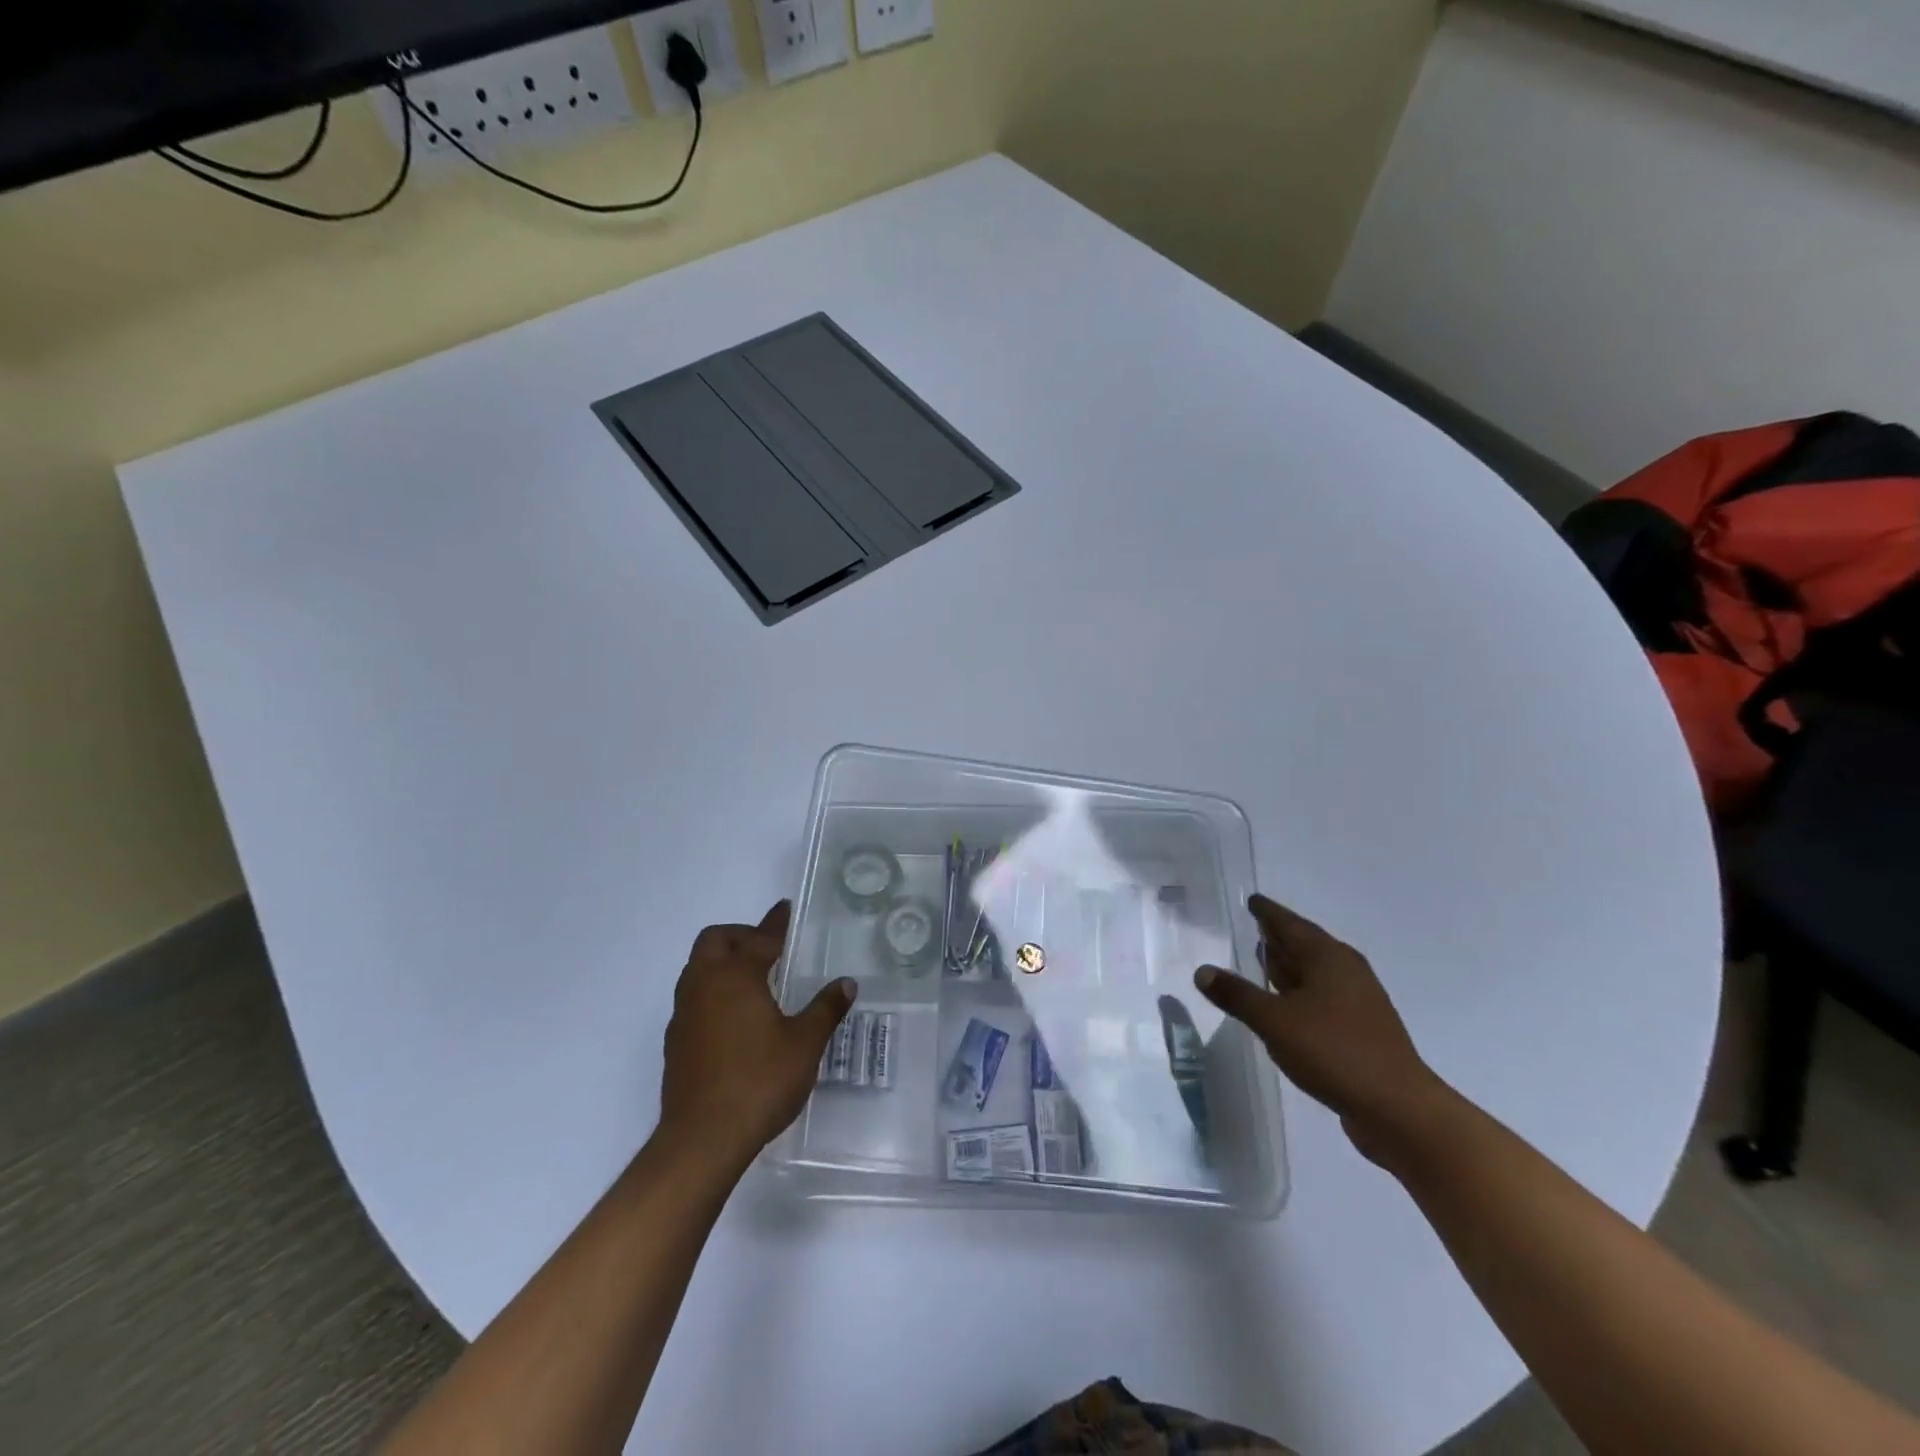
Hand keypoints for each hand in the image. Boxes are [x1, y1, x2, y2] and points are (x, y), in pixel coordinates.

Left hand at [658, 902, 857, 1167]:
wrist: (702, 1140)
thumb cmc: (759, 1081)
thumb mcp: (805, 1044)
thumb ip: (825, 1009)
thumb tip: (846, 983)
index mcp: (735, 976)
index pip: (758, 938)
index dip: (775, 923)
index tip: (785, 909)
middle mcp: (704, 985)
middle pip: (715, 941)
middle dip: (741, 936)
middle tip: (768, 949)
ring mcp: (684, 1014)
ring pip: (698, 969)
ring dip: (723, 963)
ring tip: (754, 980)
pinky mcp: (676, 1042)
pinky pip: (693, 998)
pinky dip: (713, 992)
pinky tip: (735, 1018)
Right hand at [1195, 893, 1444, 1165]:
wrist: (1399, 1110)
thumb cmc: (1334, 1052)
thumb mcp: (1274, 1022)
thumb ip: (1236, 994)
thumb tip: (1202, 970)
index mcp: (1328, 958)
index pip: (1290, 924)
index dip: (1268, 912)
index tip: (1252, 900)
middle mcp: (1346, 972)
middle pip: (1306, 946)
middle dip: (1279, 937)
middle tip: (1253, 927)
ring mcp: (1358, 1003)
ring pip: (1315, 974)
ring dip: (1289, 967)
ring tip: (1262, 962)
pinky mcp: (1361, 1031)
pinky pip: (1321, 998)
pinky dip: (1299, 994)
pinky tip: (1284, 1008)